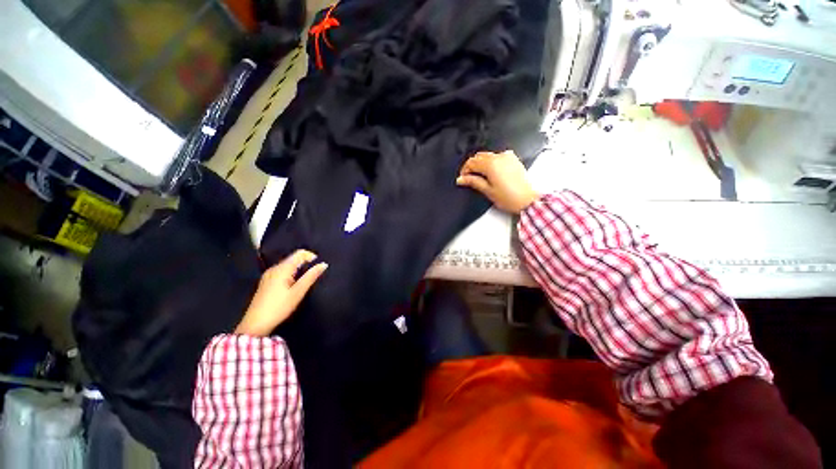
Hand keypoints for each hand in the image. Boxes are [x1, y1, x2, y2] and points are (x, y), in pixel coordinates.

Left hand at [235, 250, 327, 336]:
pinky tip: (293, 285)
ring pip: (287, 265)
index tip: (318, 266)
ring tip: (305, 281)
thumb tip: (323, 264)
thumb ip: (311, 276)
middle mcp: (274, 268)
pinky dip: (291, 274)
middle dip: (305, 263)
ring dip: (298, 269)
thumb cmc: (279, 307)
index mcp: (282, 269)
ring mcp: (268, 275)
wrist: (255, 324)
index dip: (311, 256)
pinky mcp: (266, 282)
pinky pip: (282, 271)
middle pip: (293, 258)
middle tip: (314, 275)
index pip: (299, 253)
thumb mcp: (298, 292)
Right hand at [456, 150, 538, 213]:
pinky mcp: (513, 159)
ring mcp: (507, 157)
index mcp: (491, 164)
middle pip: (479, 157)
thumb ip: (473, 182)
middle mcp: (499, 157)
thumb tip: (461, 179)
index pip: (471, 162)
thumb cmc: (510, 198)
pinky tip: (491, 171)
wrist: (527, 200)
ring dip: (481, 163)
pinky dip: (491, 161)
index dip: (464, 170)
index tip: (462, 178)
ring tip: (480, 176)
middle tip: (469, 177)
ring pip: (488, 155)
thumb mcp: (487, 190)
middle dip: (472, 166)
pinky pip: (498, 156)